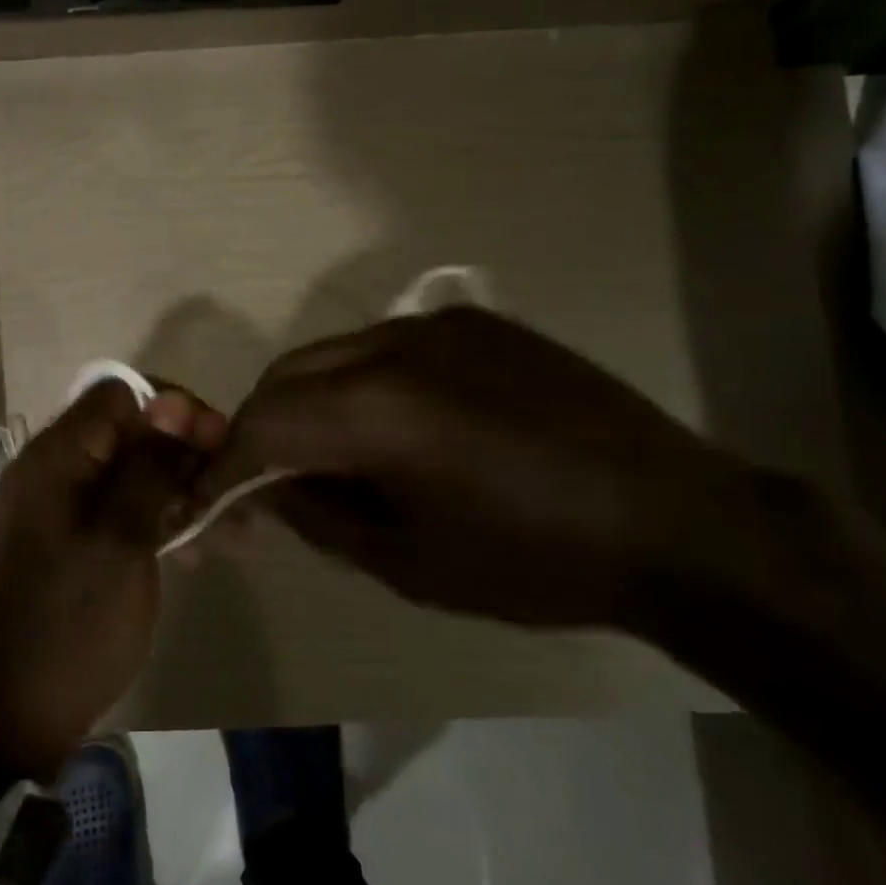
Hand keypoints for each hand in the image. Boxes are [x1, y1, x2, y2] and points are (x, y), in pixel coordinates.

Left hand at [0, 380, 224, 781]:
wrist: (7, 721)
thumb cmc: (70, 625)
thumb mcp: (121, 540)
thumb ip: (148, 466)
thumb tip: (173, 401)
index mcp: (54, 458)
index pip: (120, 394)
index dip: (174, 409)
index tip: (217, 443)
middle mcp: (50, 471)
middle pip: (127, 433)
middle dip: (183, 454)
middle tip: (230, 493)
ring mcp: (54, 509)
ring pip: (127, 474)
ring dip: (177, 492)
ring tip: (228, 531)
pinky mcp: (63, 543)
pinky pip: (114, 511)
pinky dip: (153, 521)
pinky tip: (192, 551)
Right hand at [198, 308, 754, 628]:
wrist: (677, 522)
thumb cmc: (536, 561)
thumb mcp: (408, 562)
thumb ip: (320, 516)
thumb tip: (271, 490)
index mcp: (378, 410)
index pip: (263, 424)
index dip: (224, 465)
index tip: (207, 501)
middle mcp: (395, 345)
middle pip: (287, 375)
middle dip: (260, 427)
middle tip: (264, 481)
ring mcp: (437, 324)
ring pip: (331, 354)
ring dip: (310, 402)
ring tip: (330, 455)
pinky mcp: (474, 322)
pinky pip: (385, 347)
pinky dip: (361, 384)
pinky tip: (394, 426)